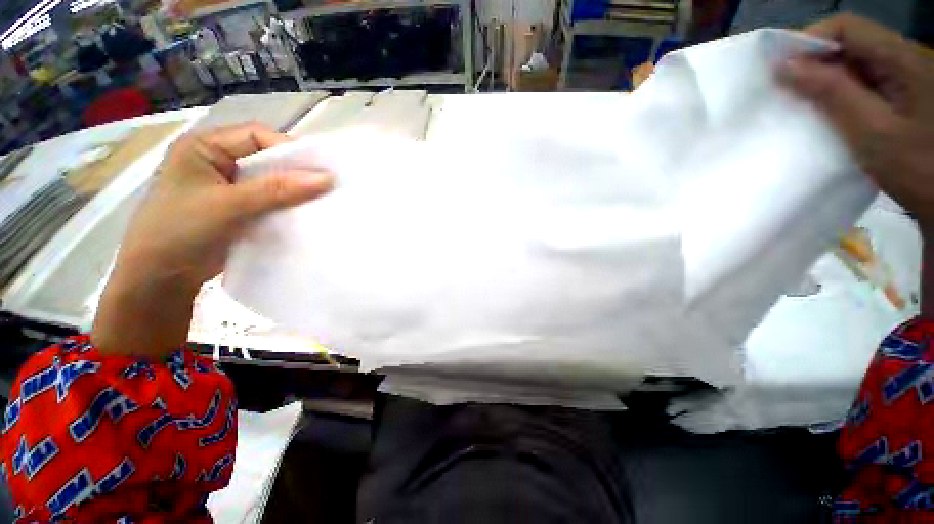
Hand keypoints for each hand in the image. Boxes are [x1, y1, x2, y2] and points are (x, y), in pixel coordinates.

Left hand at [93, 123, 332, 358]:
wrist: (159, 279)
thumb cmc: (181, 230)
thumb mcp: (228, 205)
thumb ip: (277, 190)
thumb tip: (326, 179)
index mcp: (204, 147)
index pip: (256, 137)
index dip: (289, 149)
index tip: (321, 168)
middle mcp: (217, 162)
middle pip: (266, 159)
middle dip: (296, 172)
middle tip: (328, 185)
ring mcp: (228, 188)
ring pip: (271, 182)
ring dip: (294, 191)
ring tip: (322, 200)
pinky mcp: (238, 209)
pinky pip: (269, 201)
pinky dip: (287, 206)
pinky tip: (304, 214)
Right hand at [779, 14, 933, 230]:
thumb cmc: (918, 170)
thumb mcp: (872, 132)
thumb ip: (832, 93)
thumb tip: (785, 67)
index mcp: (904, 59)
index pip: (848, 28)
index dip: (811, 40)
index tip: (780, 69)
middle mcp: (907, 59)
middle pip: (853, 43)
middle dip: (817, 62)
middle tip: (788, 91)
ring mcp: (908, 78)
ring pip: (858, 63)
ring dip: (828, 79)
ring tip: (805, 103)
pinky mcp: (905, 96)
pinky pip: (866, 82)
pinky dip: (843, 92)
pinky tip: (831, 111)